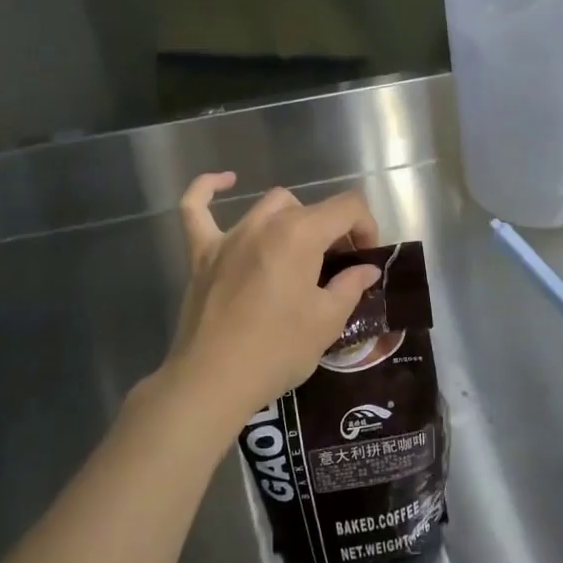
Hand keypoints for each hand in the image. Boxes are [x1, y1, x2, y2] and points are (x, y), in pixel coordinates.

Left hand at [156, 173, 382, 430]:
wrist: (213, 381)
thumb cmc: (277, 351)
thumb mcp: (327, 322)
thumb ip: (350, 286)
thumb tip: (366, 269)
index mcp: (300, 234)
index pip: (347, 207)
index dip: (366, 228)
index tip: (366, 260)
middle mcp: (264, 224)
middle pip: (309, 209)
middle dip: (332, 231)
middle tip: (337, 269)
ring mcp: (229, 236)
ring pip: (269, 207)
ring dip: (292, 220)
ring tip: (299, 252)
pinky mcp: (201, 254)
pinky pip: (196, 209)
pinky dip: (208, 190)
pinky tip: (224, 181)